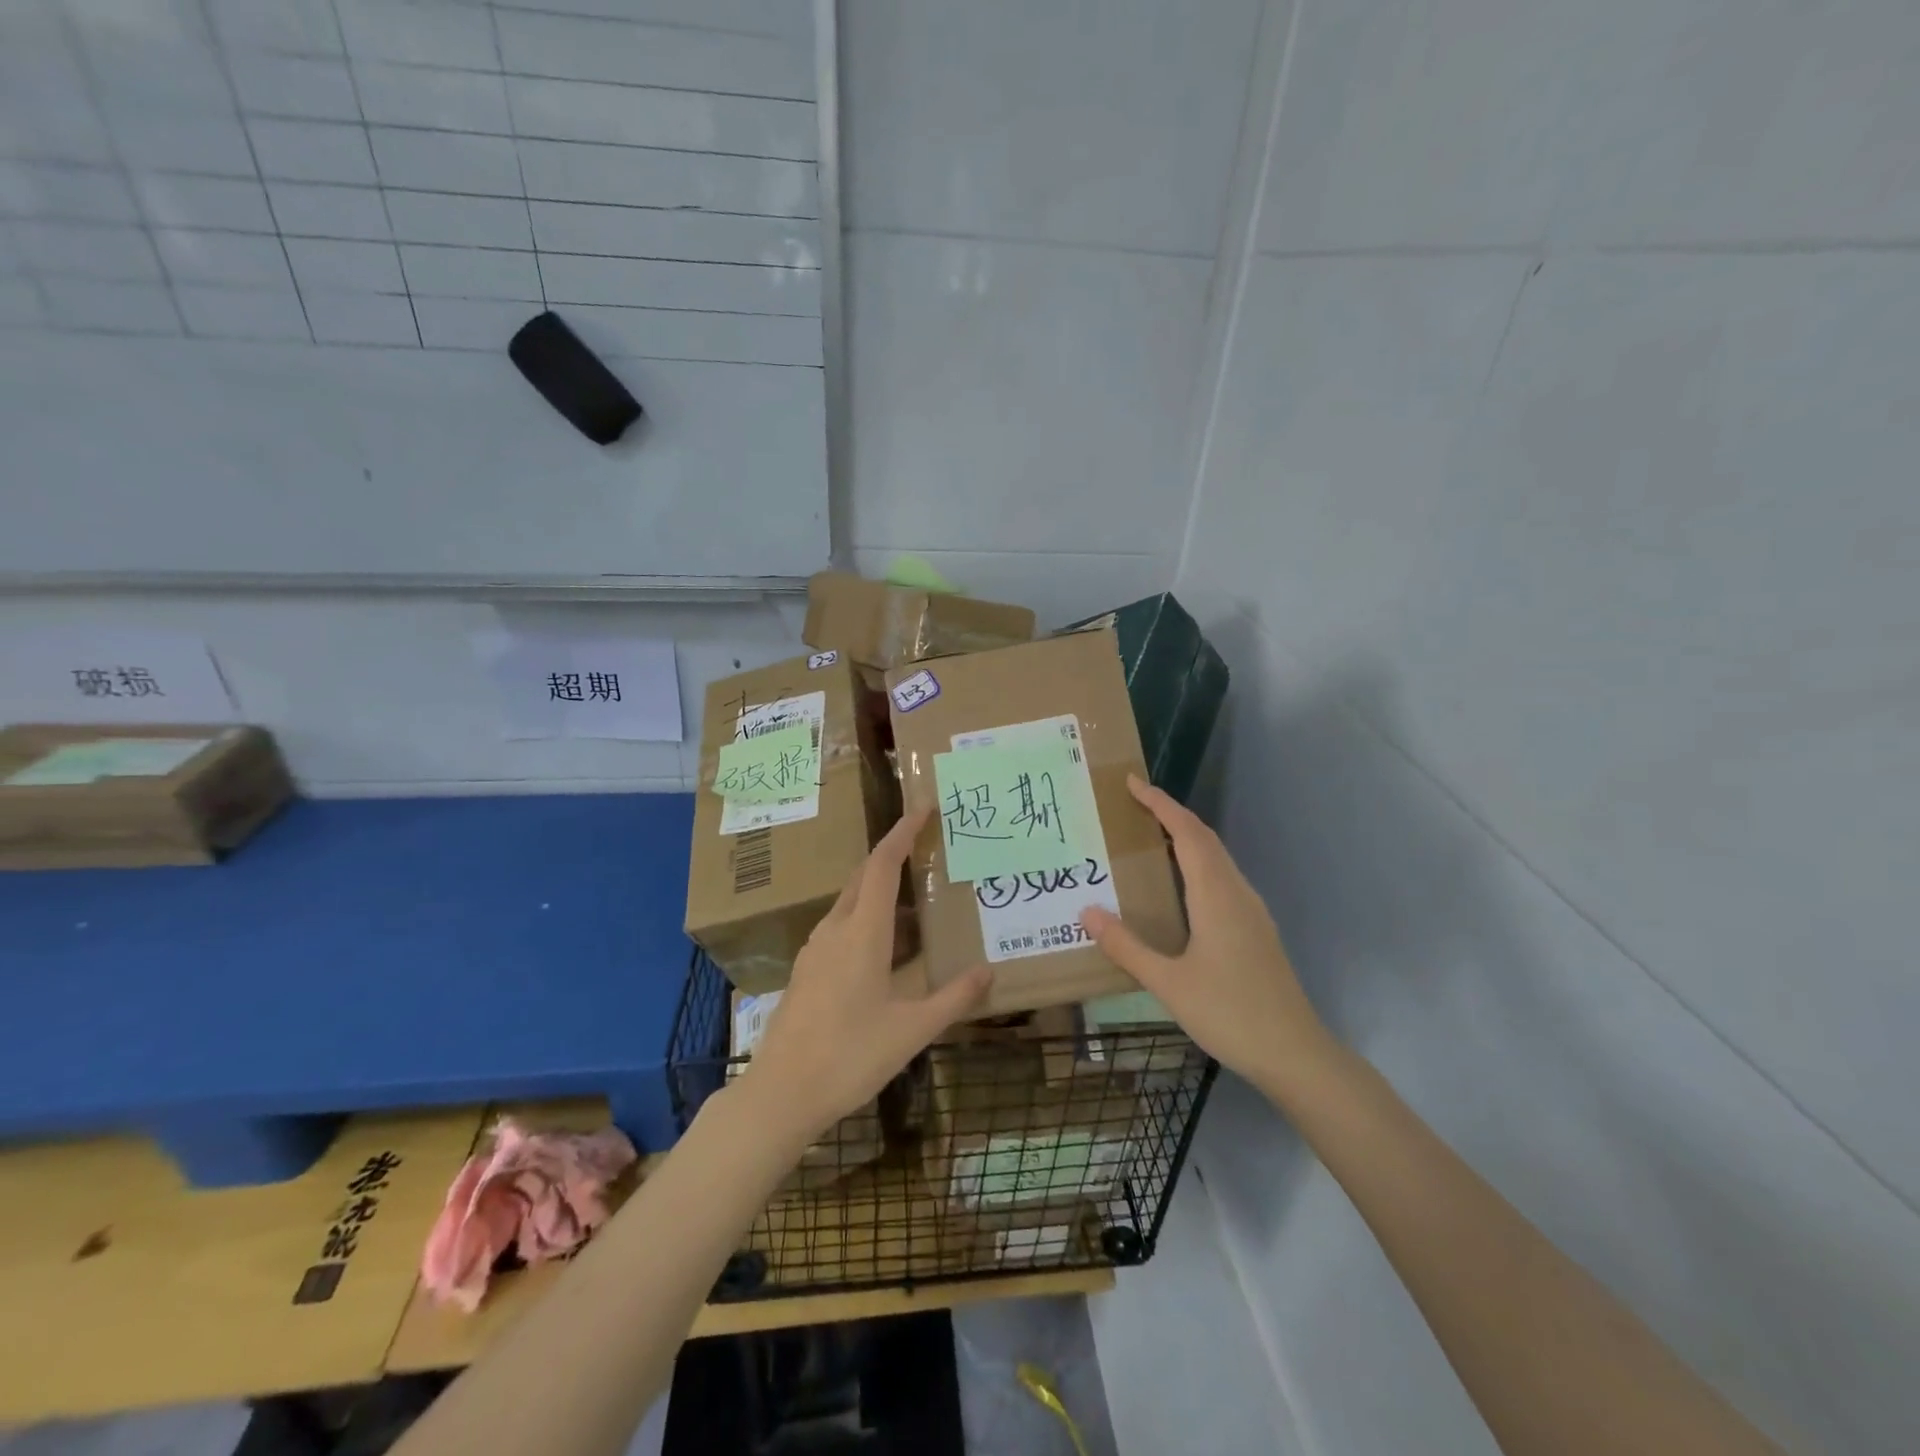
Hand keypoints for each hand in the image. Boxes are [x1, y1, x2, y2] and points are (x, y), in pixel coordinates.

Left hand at [744, 808, 992, 1140]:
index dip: (902, 832)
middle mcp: (835, 929)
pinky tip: (883, 944)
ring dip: (878, 888)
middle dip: (892, 854)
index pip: (882, 864)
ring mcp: (815, 948)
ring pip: (849, 901)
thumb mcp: (912, 1030)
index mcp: (863, 932)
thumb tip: (989, 971)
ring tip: (913, 898)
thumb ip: (953, 998)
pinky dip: (865, 915)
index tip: (923, 809)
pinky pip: (840, 924)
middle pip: (862, 875)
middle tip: (926, 848)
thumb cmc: (850, 1056)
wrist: (781, 1092)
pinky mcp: (806, 969)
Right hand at [1081, 777, 1331, 1089]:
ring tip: (1149, 837)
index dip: (1160, 804)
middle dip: (1170, 814)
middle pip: (1204, 838)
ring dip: (1185, 838)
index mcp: (1216, 895)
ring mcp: (1251, 911)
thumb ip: (1127, 946)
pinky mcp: (1256, 929)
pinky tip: (1180, 886)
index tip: (1132, 784)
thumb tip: (1087, 912)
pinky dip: (1197, 862)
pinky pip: (1223, 878)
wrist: (1296, 1054)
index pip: (1186, 833)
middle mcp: (1237, 892)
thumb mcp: (1168, 983)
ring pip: (1217, 858)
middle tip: (1133, 804)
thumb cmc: (1230, 1013)